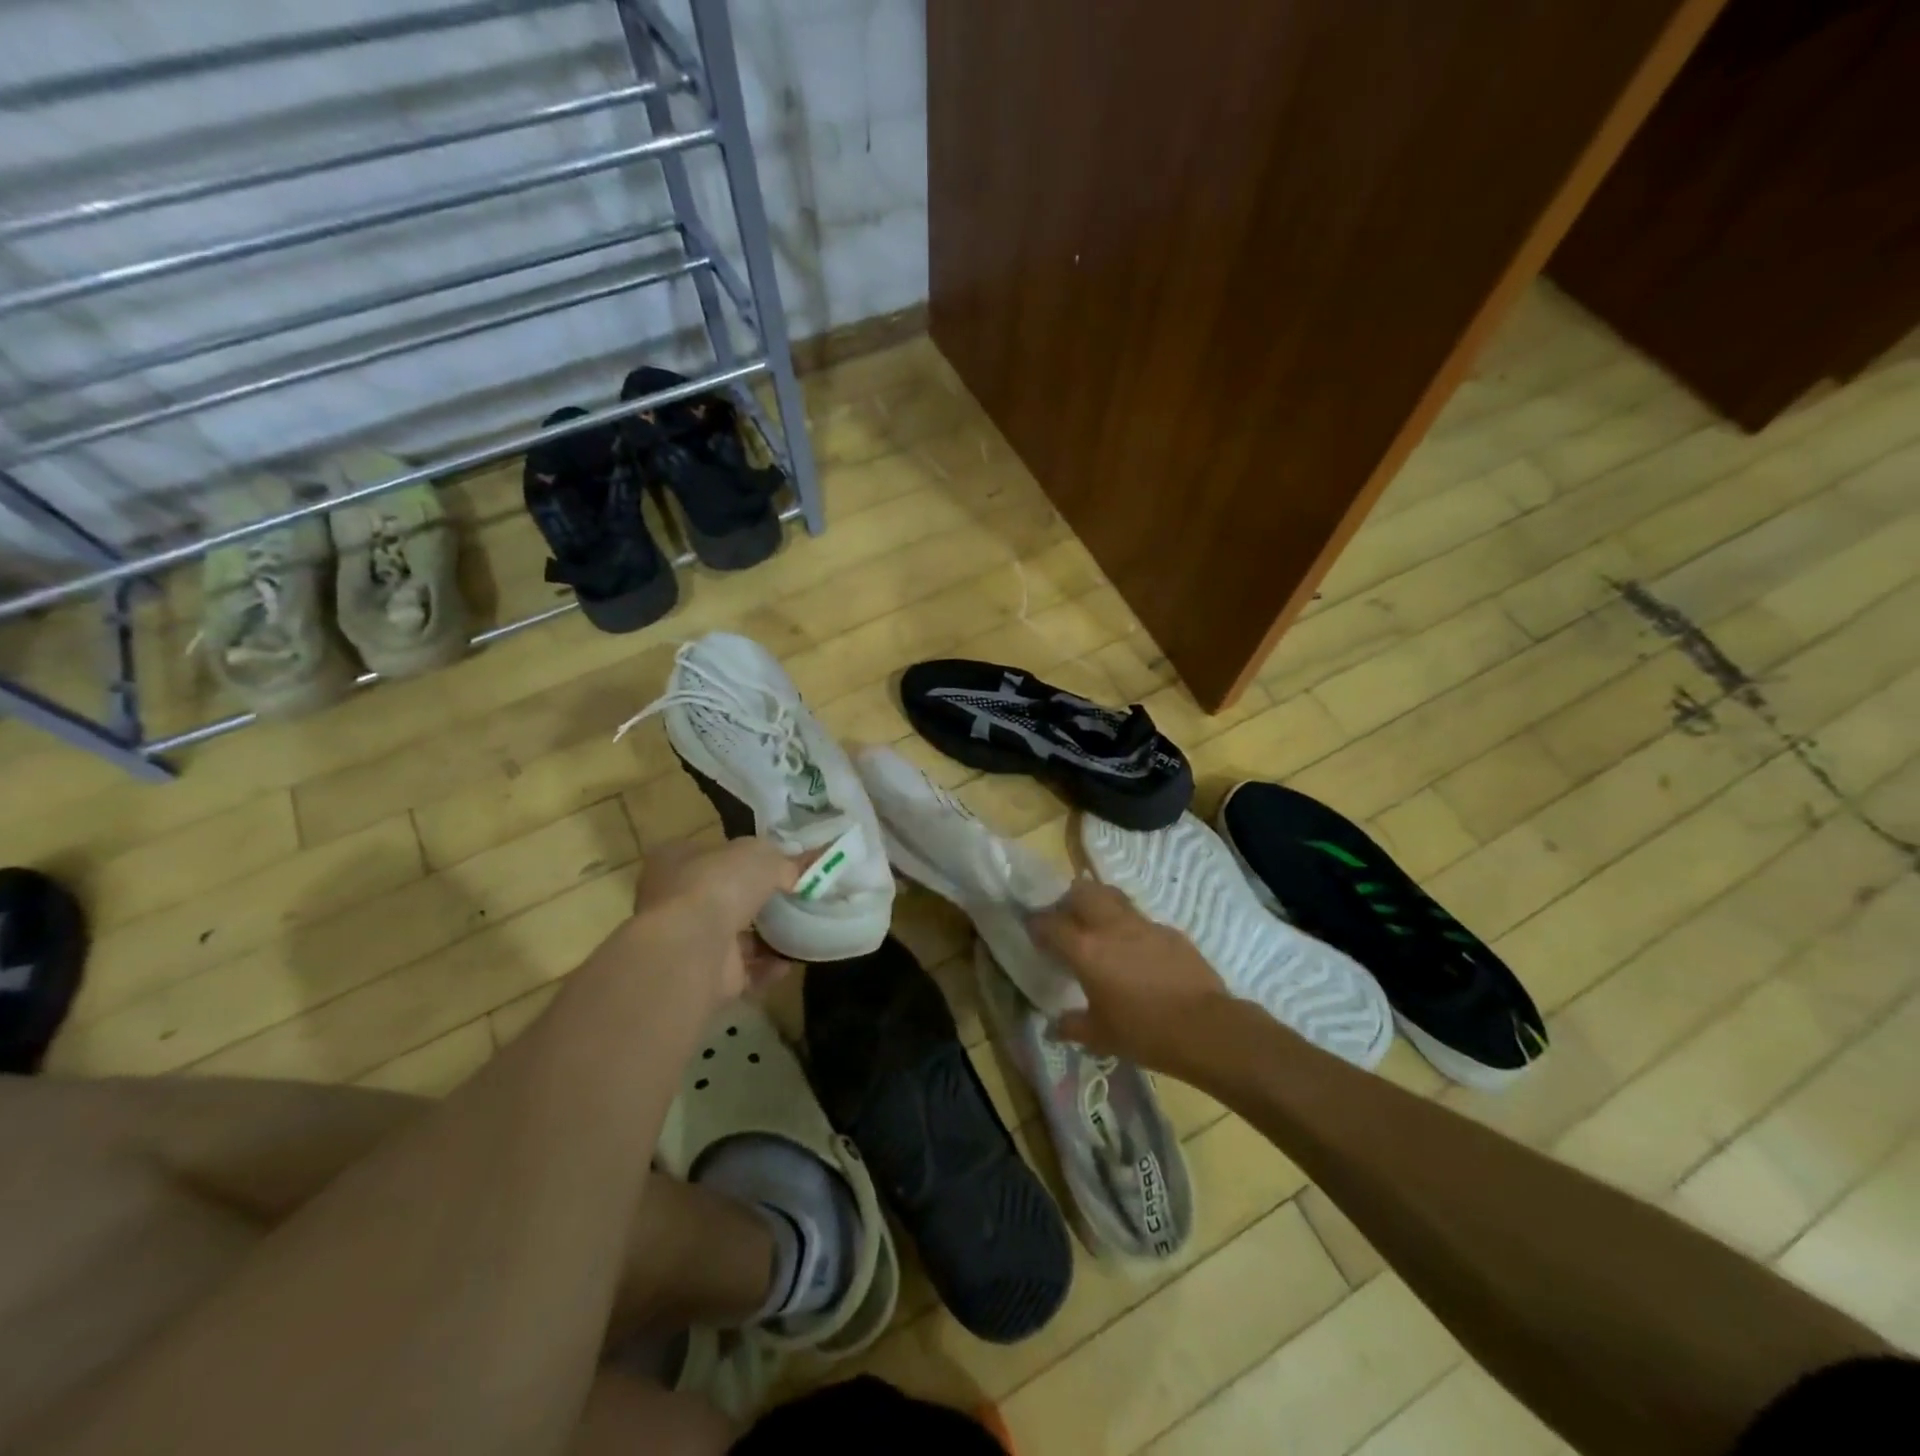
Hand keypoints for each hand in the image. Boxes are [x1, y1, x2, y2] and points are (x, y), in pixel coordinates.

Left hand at [629, 837, 803, 1010]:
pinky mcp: (705, 977)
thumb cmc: (717, 885)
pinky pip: (744, 970)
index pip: (714, 855)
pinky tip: (791, 960)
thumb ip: (784, 860)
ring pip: (734, 937)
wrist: (690, 950)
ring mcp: (689, 941)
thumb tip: (806, 865)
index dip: (746, 858)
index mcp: (677, 860)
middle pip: (725, 896)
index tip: (780, 864)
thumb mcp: (761, 855)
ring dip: (766, 936)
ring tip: (801, 929)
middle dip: (758, 900)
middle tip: (795, 897)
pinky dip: (767, 966)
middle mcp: (676, 900)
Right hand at [1028, 878, 1231, 1073]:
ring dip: (1098, 903)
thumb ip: (1071, 1026)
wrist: (1205, 1028)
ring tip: (1097, 925)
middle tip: (1065, 919)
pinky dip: (1129, 926)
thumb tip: (1052, 1028)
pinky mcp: (1169, 930)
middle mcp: (1110, 927)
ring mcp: (1142, 924)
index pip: (1049, 923)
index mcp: (1085, 950)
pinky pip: (1140, 919)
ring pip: (1112, 896)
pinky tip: (1135, 950)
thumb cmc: (1144, 1033)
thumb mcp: (1100, 1035)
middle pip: (1081, 891)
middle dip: (1067, 899)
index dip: (1036, 923)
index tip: (1032, 929)